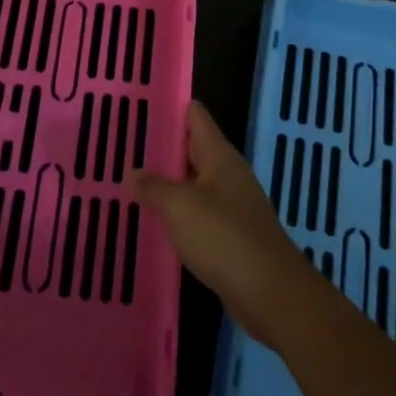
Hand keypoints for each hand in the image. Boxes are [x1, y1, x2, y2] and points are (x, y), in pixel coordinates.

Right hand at [134, 101, 319, 349]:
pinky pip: (200, 214)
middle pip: (194, 149)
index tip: (141, 103)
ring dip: (169, 182)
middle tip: (125, 144)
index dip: (171, 107)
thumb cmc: (224, 237)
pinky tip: (157, 221)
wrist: (270, 292)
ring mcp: (233, 206)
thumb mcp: (181, 207)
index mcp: (220, 156)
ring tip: (133, 180)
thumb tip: (133, 172)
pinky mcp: (232, 236)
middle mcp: (228, 175)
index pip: (196, 116)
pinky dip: (179, 213)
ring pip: (195, 183)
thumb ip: (154, 187)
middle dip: (164, 147)